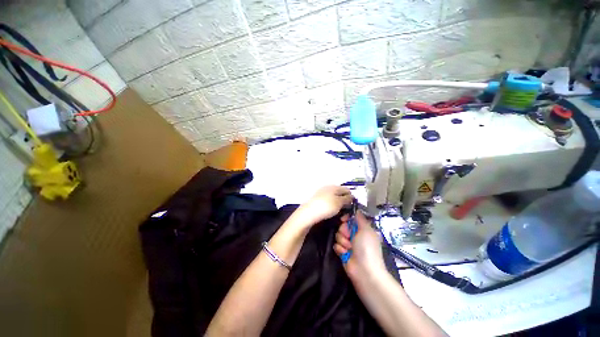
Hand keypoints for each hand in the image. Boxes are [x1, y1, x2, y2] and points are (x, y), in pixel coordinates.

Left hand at [291, 186, 353, 228]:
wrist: (308, 213)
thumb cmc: (326, 207)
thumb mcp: (339, 203)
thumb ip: (347, 199)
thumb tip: (351, 196)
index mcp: (334, 186)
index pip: (347, 190)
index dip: (351, 198)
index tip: (351, 208)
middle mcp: (328, 188)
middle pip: (341, 195)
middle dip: (344, 204)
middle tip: (345, 214)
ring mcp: (322, 193)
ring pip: (335, 199)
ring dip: (338, 207)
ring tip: (338, 215)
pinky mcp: (318, 200)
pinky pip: (329, 203)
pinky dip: (332, 208)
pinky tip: (330, 213)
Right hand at [333, 212, 385, 280]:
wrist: (364, 271)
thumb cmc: (367, 248)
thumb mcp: (366, 229)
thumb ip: (360, 218)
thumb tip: (357, 209)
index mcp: (363, 229)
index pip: (351, 218)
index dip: (346, 218)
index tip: (344, 219)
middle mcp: (355, 235)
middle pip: (343, 226)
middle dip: (344, 231)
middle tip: (349, 237)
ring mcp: (349, 244)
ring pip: (338, 235)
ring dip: (343, 241)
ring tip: (349, 248)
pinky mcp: (342, 252)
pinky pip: (336, 245)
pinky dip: (340, 249)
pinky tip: (345, 254)